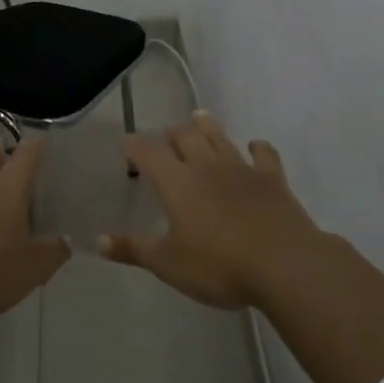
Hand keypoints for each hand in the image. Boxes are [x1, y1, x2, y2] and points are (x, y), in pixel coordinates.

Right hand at [104, 112, 327, 308]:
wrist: (284, 264)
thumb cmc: (218, 265)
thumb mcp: (168, 264)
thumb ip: (134, 249)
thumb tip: (99, 242)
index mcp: (176, 181)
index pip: (148, 152)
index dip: (134, 145)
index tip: (126, 142)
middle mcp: (206, 165)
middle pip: (185, 136)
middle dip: (171, 133)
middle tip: (165, 136)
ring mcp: (241, 168)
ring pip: (220, 137)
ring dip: (207, 126)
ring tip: (199, 117)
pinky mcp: (272, 179)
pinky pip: (264, 154)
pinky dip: (257, 147)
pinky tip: (255, 146)